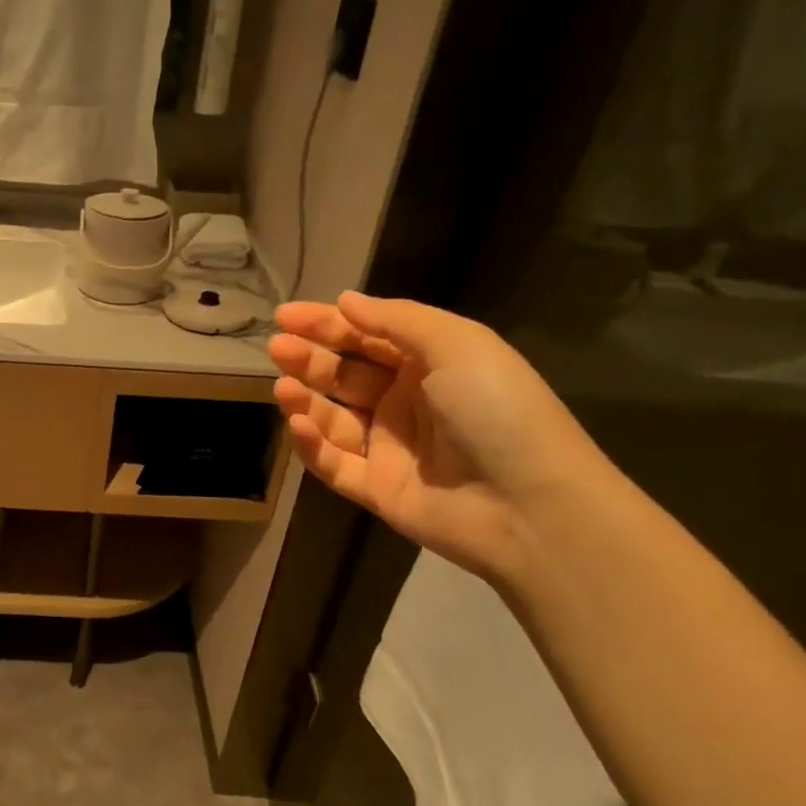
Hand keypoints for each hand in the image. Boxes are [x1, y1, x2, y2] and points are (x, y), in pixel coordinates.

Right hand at [268, 291, 614, 578]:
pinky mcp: (375, 488)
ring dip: (306, 400)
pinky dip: (312, 445)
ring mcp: (389, 447)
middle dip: (309, 359)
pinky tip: (298, 425)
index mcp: (430, 365)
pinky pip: (334, 463)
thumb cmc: (495, 409)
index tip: (284, 316)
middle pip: (345, 375)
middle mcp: (406, 402)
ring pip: (333, 418)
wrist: (528, 505)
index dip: (326, 324)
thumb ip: (396, 320)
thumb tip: (346, 300)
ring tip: (283, 388)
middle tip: (277, 348)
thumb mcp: (457, 345)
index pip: (368, 337)